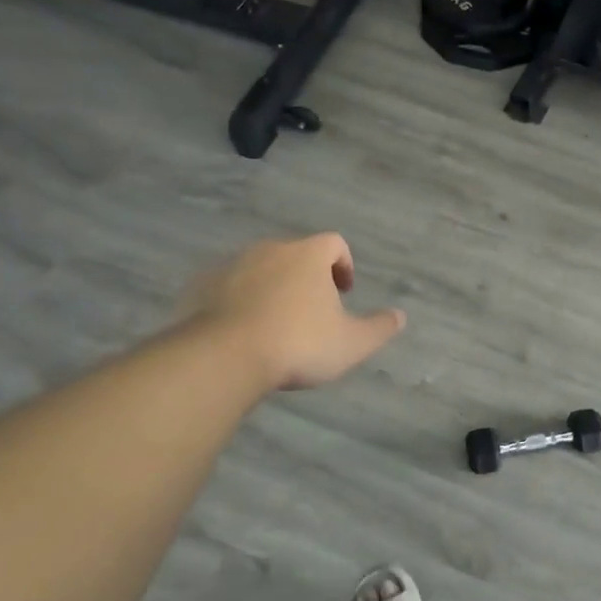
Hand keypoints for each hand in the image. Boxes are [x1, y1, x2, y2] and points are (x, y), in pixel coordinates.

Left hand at [187, 234, 404, 390]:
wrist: (223, 357)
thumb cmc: (298, 344)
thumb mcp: (351, 343)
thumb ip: (379, 328)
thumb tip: (400, 316)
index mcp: (307, 255)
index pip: (334, 243)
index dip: (344, 264)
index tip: (344, 292)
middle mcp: (269, 250)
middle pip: (295, 254)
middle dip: (307, 278)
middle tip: (312, 312)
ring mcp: (231, 266)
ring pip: (259, 269)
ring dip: (271, 288)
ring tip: (276, 324)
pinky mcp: (200, 286)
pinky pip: (226, 288)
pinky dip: (238, 301)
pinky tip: (242, 332)